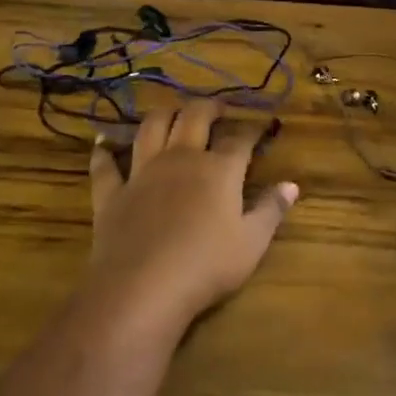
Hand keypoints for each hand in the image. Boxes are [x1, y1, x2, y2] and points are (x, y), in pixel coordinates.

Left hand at [85, 101, 298, 336]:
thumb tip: (292, 184)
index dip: (252, 129)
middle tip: (217, 108)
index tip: (262, 125)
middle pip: (194, 118)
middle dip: (208, 107)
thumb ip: (272, 209)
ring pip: (151, 128)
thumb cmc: (206, 265)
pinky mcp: (112, 193)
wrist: (143, 288)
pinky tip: (103, 142)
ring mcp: (142, 173)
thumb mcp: (252, 242)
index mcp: (219, 169)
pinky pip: (105, 166)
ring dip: (162, 115)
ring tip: (171, 112)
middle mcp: (181, 159)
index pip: (239, 139)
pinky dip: (104, 151)